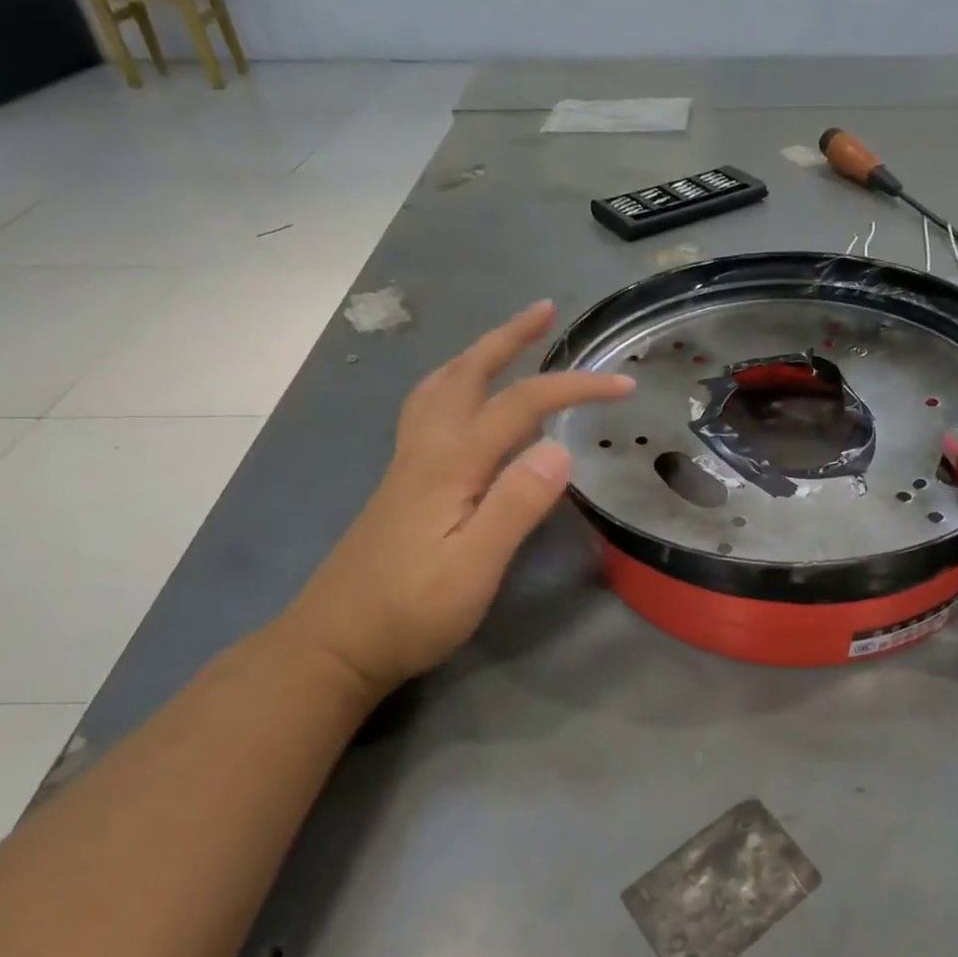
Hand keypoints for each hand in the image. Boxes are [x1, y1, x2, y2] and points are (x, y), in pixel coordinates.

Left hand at [280, 301, 633, 698]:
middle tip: (545, 310)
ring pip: (439, 387)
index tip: (623, 386)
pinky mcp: (402, 485)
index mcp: (450, 464)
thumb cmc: (410, 613)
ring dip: (476, 354)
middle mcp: (426, 450)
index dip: (573, 388)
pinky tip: (462, 402)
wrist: (334, 645)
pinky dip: (453, 384)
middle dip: (509, 338)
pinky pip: (429, 410)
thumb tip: (560, 447)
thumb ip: (515, 506)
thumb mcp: (473, 568)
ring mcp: (408, 465)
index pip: (520, 406)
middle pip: (467, 374)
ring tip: (505, 340)